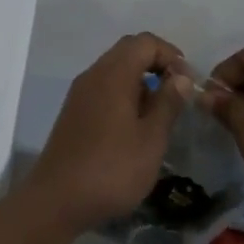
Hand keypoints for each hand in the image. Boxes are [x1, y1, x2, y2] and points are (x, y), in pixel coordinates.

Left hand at [23, 33, 192, 232]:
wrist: (56, 201)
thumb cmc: (111, 169)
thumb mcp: (151, 139)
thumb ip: (168, 103)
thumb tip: (180, 76)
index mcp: (113, 75)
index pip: (144, 42)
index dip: (170, 54)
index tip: (187, 82)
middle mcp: (92, 76)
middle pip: (127, 51)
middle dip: (156, 64)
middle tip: (177, 92)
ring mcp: (79, 95)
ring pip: (114, 71)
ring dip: (141, 81)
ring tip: (161, 111)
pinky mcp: (73, 113)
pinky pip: (103, 89)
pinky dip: (124, 95)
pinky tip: (136, 125)